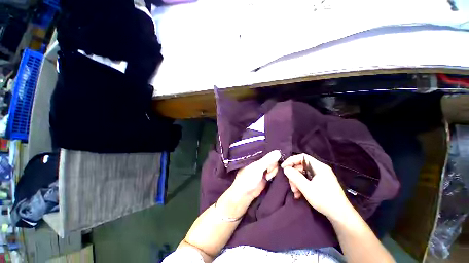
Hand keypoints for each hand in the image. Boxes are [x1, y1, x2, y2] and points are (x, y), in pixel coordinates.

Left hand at [230, 150, 280, 200]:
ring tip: (267, 176)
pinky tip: (269, 177)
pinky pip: (274, 171)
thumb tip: (278, 152)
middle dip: (272, 165)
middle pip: (272, 158)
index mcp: (256, 156)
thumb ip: (268, 160)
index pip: (267, 151)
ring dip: (273, 171)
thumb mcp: (258, 167)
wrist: (245, 193)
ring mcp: (263, 167)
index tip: (272, 161)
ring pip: (274, 165)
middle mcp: (260, 160)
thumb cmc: (248, 178)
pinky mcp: (266, 174)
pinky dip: (273, 174)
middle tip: (267, 171)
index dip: (272, 155)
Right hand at [281, 154, 352, 219]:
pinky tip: (299, 194)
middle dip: (294, 175)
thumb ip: (295, 177)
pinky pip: (307, 180)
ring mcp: (321, 177)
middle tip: (291, 185)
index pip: (302, 157)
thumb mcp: (307, 188)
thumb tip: (285, 168)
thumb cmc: (325, 200)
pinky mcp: (320, 183)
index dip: (291, 160)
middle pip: (301, 166)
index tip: (284, 168)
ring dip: (296, 182)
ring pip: (303, 174)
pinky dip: (301, 186)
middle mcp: (320, 169)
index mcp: (319, 167)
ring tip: (295, 192)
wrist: (341, 216)